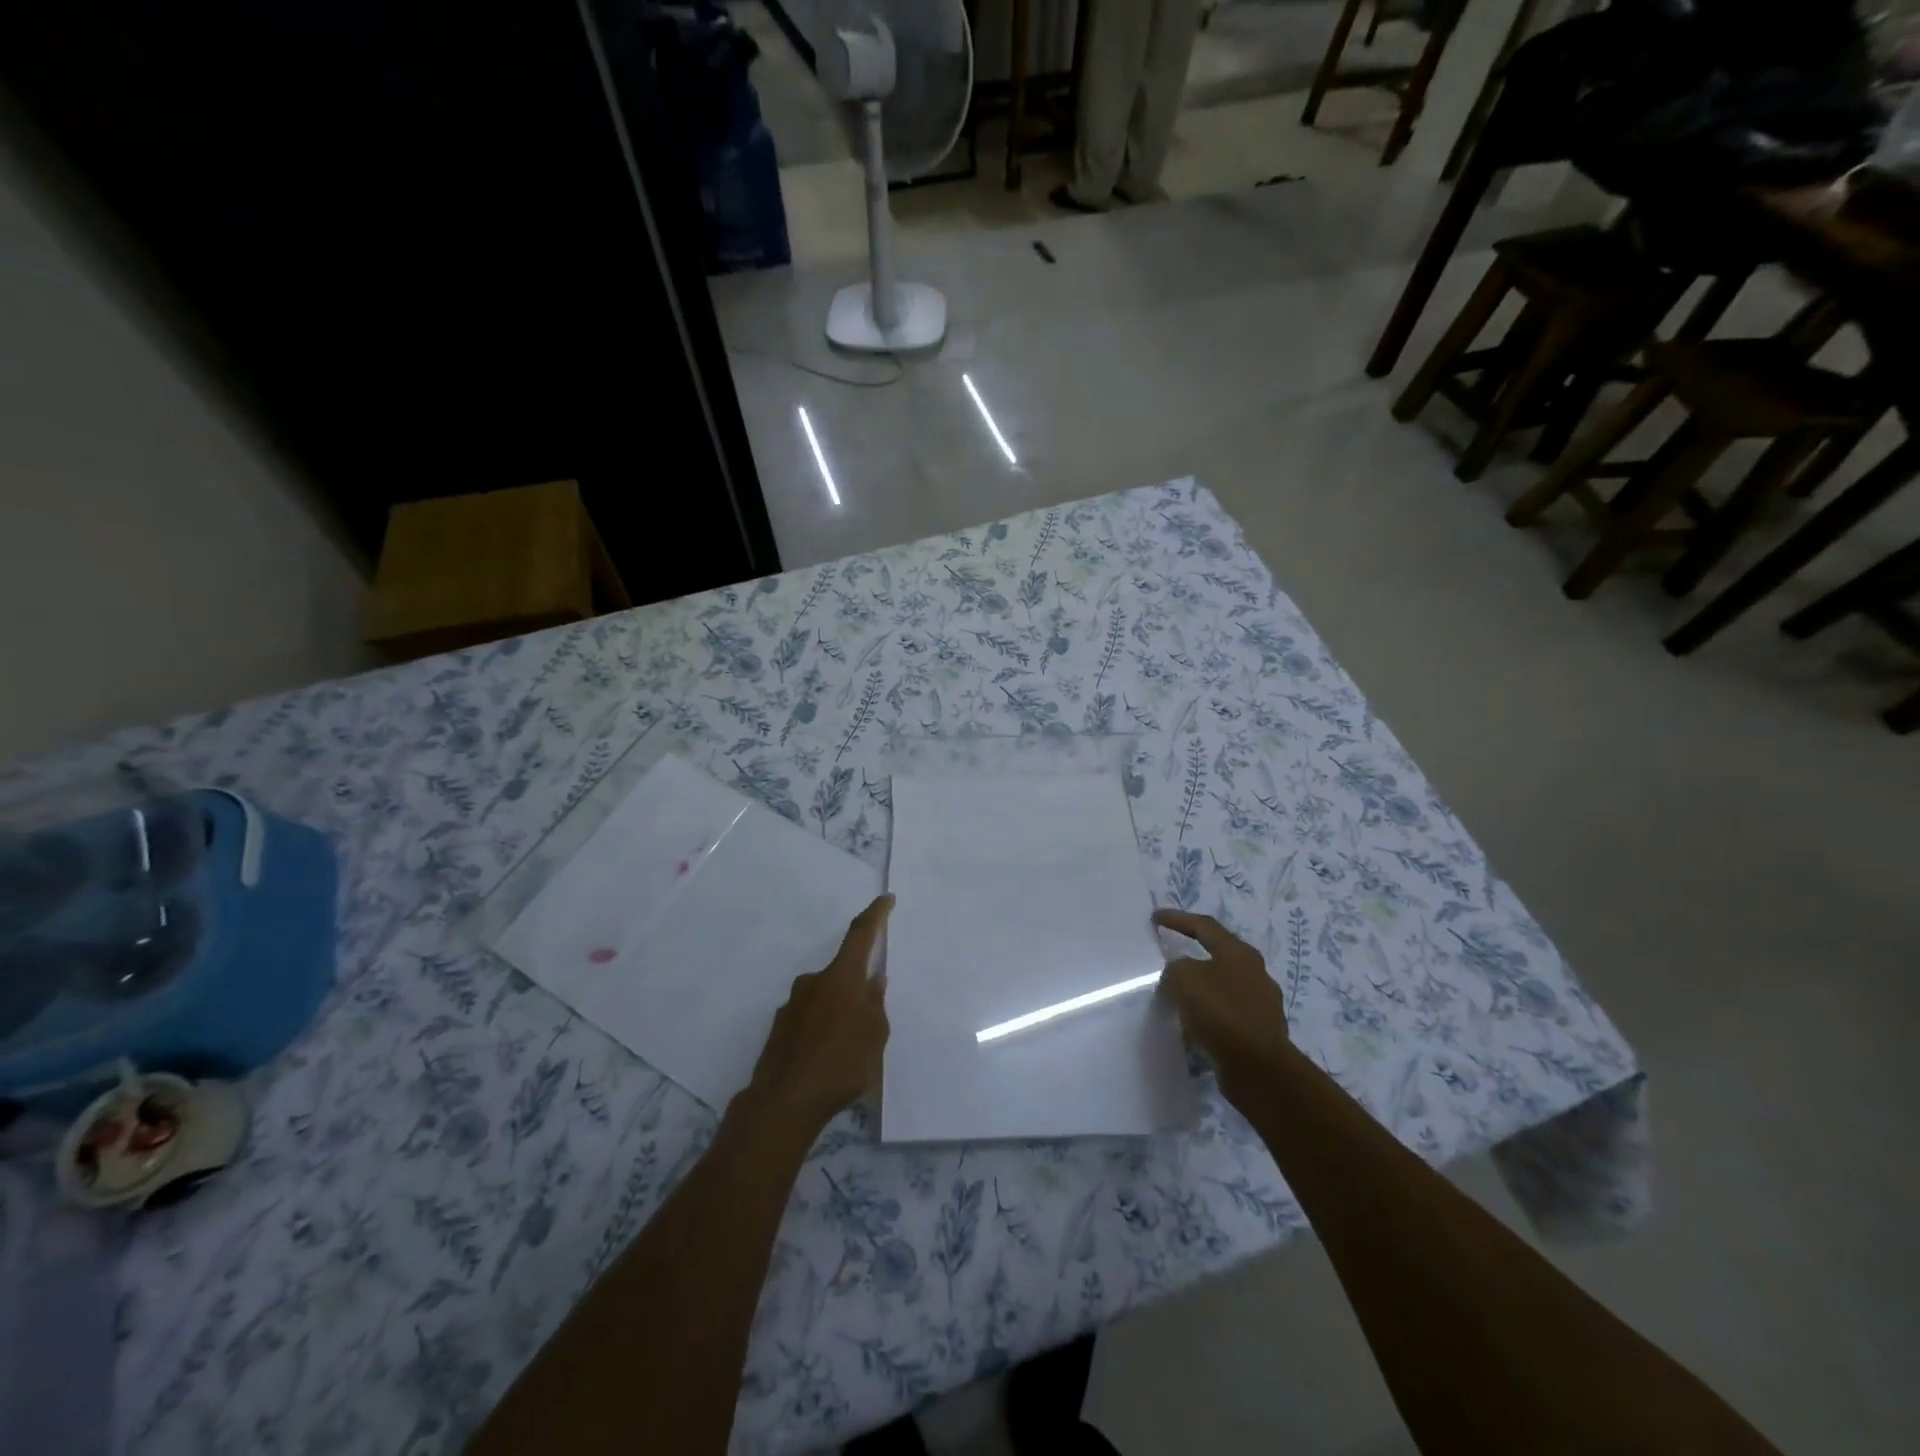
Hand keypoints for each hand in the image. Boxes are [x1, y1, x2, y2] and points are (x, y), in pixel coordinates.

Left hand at [743, 895, 892, 1135]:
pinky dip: (822, 1029)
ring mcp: (792, 1005)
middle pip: (842, 974)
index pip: (860, 935)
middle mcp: (813, 983)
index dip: (875, 915)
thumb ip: (875, 1006)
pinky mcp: (779, 1028)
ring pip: (825, 998)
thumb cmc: (840, 1066)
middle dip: (857, 988)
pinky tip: (827, 1059)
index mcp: (840, 979)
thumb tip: (873, 982)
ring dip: (839, 1012)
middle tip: (870, 1018)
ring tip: (850, 1048)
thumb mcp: (874, 1038)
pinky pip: (809, 1018)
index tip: (886, 899)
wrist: (782, 1104)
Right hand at [1154, 908, 1289, 1095]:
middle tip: (1169, 957)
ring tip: (1177, 995)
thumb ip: (1175, 969)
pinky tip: (1192, 1025)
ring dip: (1200, 989)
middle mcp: (1255, 973)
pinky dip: (1208, 1016)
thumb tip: (1178, 975)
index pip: (1204, 926)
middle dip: (1192, 956)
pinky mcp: (1259, 1033)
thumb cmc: (1221, 1012)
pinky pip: (1226, 1016)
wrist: (1258, 1068)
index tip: (1156, 918)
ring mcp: (1260, 1004)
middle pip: (1218, 956)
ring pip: (1222, 988)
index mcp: (1239, 953)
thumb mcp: (1184, 979)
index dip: (1178, 919)